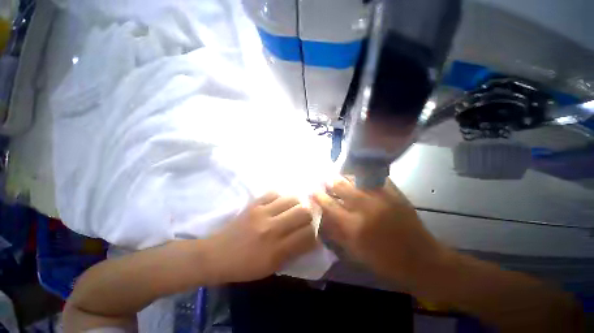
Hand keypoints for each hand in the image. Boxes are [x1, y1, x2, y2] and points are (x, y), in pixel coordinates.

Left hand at [205, 192, 316, 282]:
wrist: (217, 255)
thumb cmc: (245, 266)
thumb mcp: (272, 267)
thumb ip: (294, 252)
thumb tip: (312, 238)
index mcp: (276, 250)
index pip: (308, 234)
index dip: (314, 233)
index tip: (312, 233)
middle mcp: (271, 228)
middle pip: (303, 212)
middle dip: (309, 216)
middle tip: (305, 219)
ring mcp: (262, 212)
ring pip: (292, 199)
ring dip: (297, 204)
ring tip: (293, 210)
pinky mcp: (254, 204)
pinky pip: (275, 193)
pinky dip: (281, 198)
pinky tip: (279, 204)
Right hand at [313, 178, 446, 289]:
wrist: (422, 260)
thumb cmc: (386, 261)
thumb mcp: (356, 253)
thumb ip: (337, 234)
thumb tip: (322, 218)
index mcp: (354, 226)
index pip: (329, 205)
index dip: (318, 196)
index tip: (312, 190)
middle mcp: (365, 208)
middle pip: (341, 186)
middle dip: (329, 181)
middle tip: (324, 179)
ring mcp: (381, 198)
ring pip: (356, 179)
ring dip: (344, 176)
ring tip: (338, 174)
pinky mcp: (395, 193)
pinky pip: (374, 178)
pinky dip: (364, 175)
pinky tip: (359, 174)